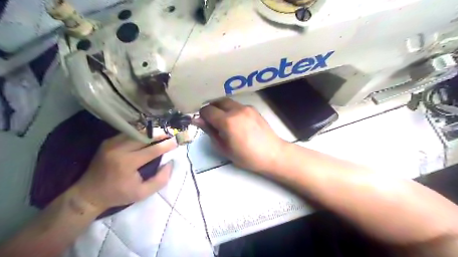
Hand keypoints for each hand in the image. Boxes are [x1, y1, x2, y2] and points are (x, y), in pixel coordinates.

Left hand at [75, 133, 174, 211]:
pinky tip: (147, 136)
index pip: (153, 150)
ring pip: (136, 132)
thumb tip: (170, 162)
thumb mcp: (143, 193)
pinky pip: (128, 133)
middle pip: (145, 136)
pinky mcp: (108, 142)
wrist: (88, 194)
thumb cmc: (118, 195)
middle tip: (171, 134)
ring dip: (151, 132)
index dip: (167, 145)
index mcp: (127, 163)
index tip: (177, 141)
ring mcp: (111, 144)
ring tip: (161, 134)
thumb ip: (160, 179)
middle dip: (160, 134)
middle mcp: (119, 149)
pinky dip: (140, 133)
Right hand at [195, 99, 286, 173]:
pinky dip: (232, 110)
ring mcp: (246, 107)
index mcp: (227, 121)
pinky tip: (237, 122)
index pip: (207, 110)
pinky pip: (237, 105)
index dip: (202, 116)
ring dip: (222, 108)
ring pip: (228, 102)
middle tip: (212, 121)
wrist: (272, 153)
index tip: (204, 124)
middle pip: (217, 101)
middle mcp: (236, 110)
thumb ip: (210, 132)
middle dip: (211, 109)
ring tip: (224, 122)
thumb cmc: (246, 156)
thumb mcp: (224, 148)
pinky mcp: (253, 108)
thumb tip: (197, 120)